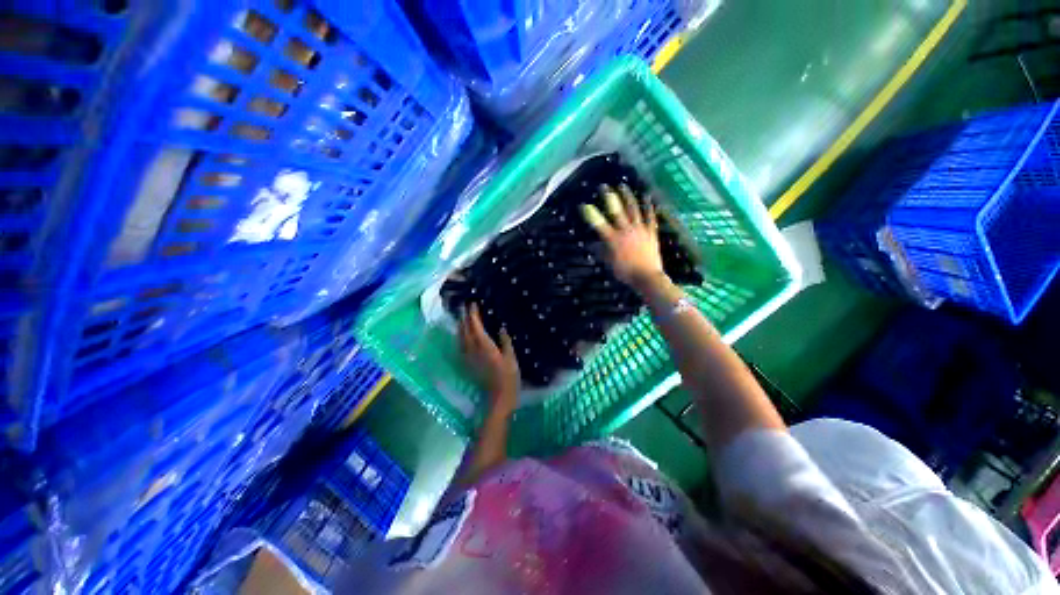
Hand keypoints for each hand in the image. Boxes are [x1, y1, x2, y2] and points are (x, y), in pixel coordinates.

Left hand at [459, 303, 519, 413]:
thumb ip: (505, 342)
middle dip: (464, 318)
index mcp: (485, 346)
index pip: (476, 327)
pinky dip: (460, 339)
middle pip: (465, 331)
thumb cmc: (509, 376)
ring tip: (462, 319)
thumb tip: (501, 328)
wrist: (499, 397)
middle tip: (465, 308)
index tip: (472, 304)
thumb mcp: (511, 357)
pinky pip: (460, 348)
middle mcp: (473, 351)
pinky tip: (462, 337)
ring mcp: (469, 359)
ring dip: (460, 327)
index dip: (473, 315)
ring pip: (460, 339)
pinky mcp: (467, 365)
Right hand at [581, 184, 665, 289]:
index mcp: (613, 239)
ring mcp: (640, 229)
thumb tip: (592, 244)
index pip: (599, 224)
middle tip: (603, 186)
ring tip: (622, 185)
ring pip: (633, 209)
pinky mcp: (651, 231)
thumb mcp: (609, 263)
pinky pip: (650, 216)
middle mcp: (626, 230)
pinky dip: (648, 206)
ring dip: (627, 196)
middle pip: (616, 210)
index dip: (591, 214)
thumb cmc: (626, 272)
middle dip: (609, 197)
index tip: (584, 205)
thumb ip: (601, 252)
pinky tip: (647, 197)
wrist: (647, 277)